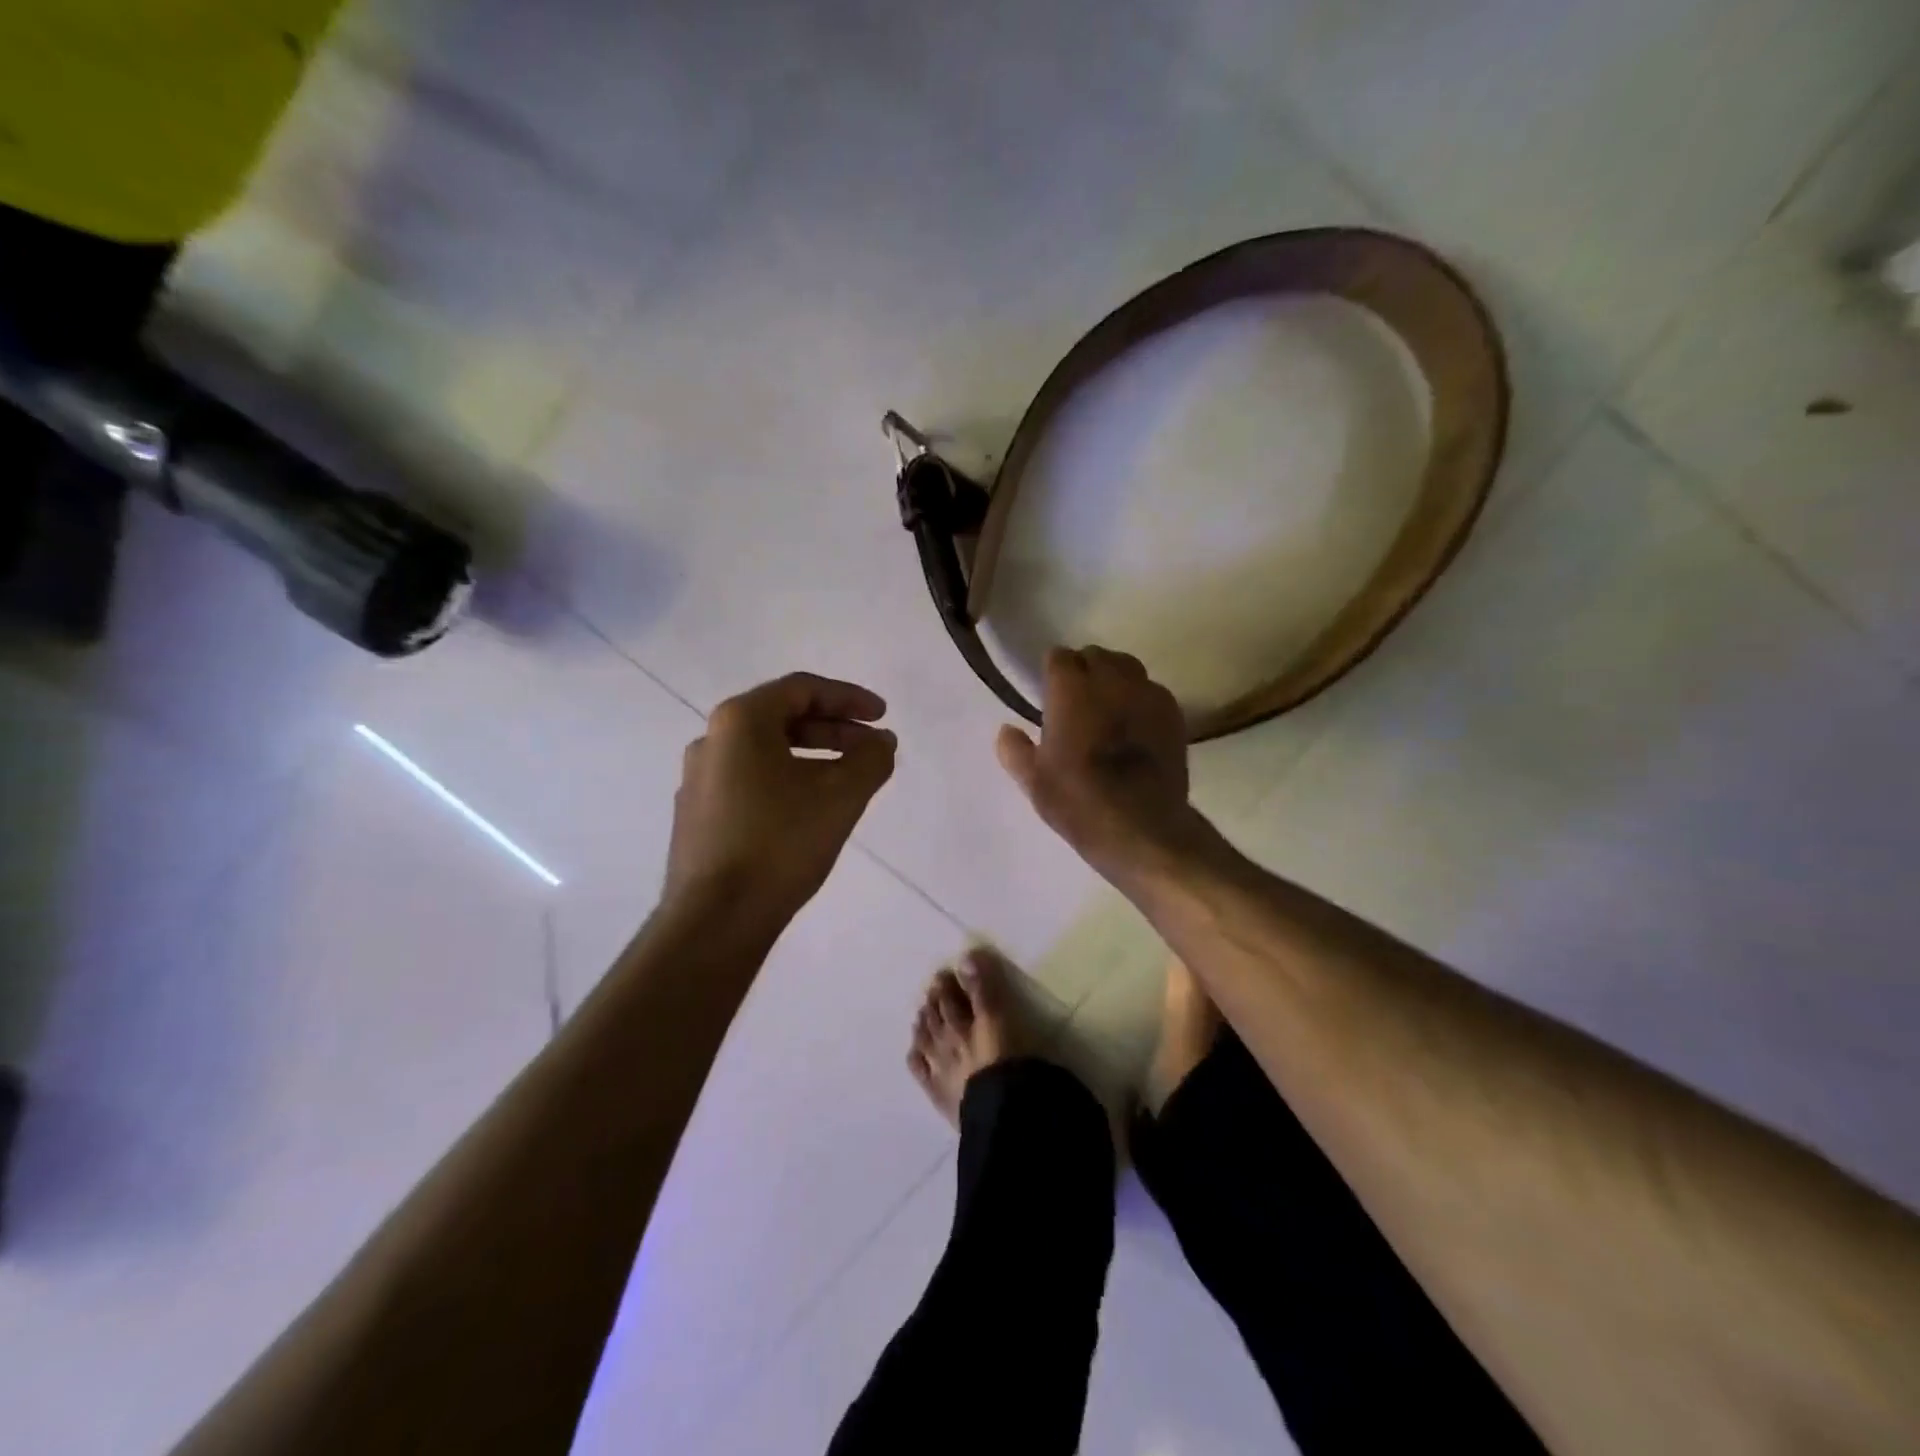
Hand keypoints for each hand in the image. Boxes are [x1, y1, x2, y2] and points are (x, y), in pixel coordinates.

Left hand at [666, 672, 896, 921]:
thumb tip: (881, 741)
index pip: (802, 689)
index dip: (849, 698)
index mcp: (740, 721)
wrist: (715, 919)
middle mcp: (711, 740)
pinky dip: (787, 780)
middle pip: (782, 717)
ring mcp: (698, 779)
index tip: (882, 716)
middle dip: (833, 729)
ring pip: (766, 751)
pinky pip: (750, 780)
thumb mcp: (841, 796)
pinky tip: (809, 809)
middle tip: (870, 748)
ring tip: (847, 780)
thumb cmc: (780, 843)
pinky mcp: (697, 814)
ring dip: (812, 756)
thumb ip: (870, 759)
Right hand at [995, 646, 1196, 881]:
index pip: (1059, 657)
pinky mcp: (1173, 712)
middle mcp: (1110, 679)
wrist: (1142, 826)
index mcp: (1071, 688)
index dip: (1053, 673)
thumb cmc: (1078, 801)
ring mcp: (1146, 693)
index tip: (1049, 694)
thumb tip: (1006, 731)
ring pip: (1128, 667)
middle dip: (1084, 670)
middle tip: (1077, 701)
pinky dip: (1140, 699)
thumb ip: (1014, 750)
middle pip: (1095, 655)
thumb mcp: (1033, 781)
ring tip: (1108, 707)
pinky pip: (1152, 690)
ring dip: (1114, 679)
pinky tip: (1136, 726)